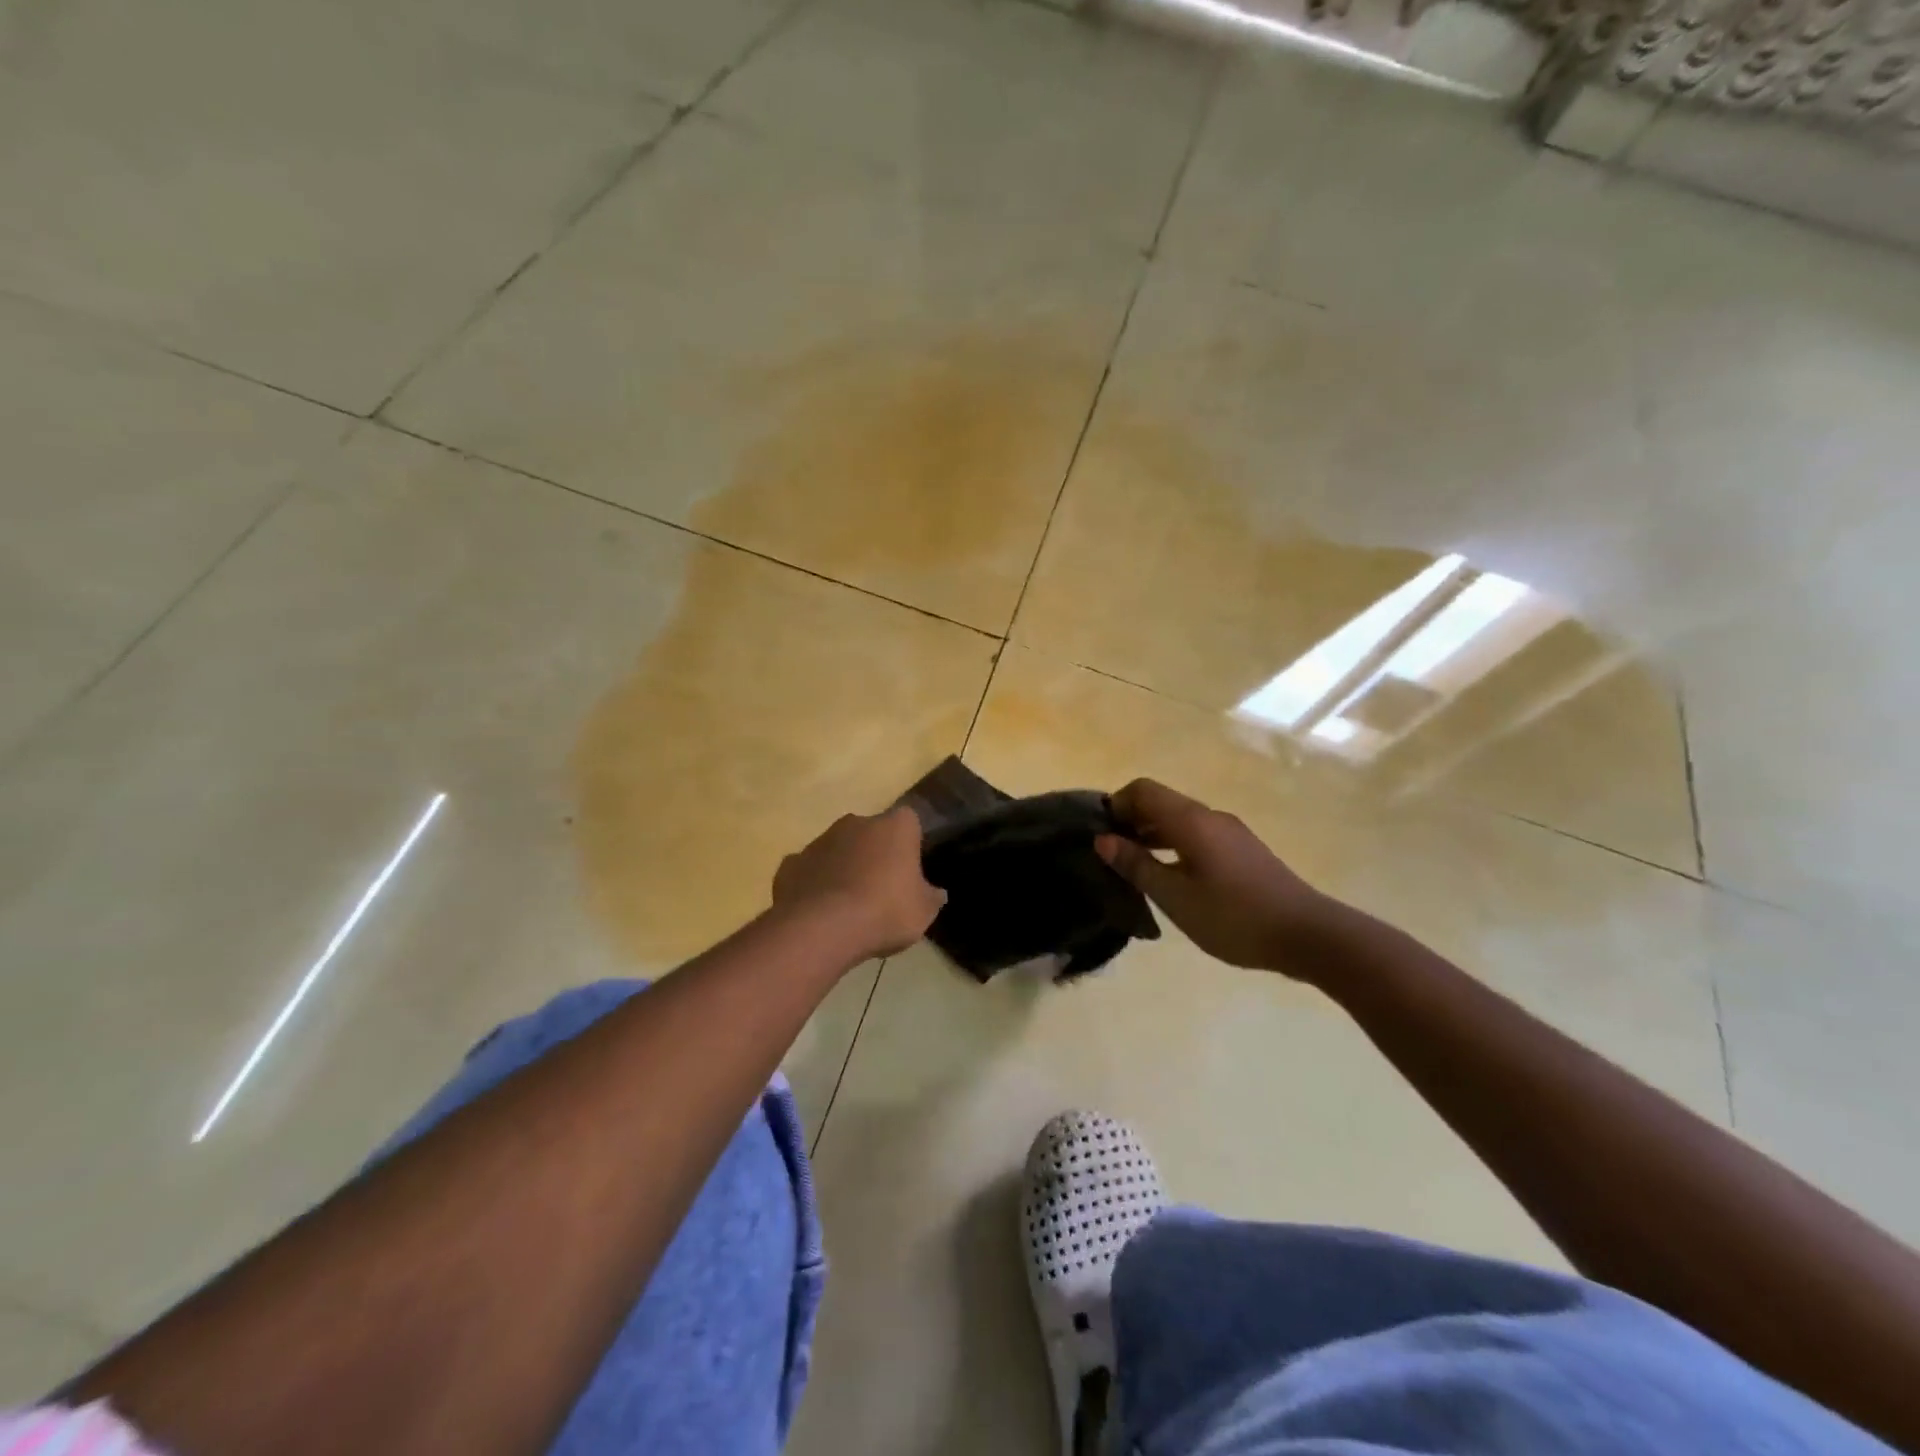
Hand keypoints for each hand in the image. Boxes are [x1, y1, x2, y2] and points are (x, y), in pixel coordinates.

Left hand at [773, 807, 946, 960]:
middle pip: (870, 833)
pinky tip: (819, 911)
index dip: (910, 844)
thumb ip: (931, 897)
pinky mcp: (791, 863)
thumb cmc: (884, 911)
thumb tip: (937, 893)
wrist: (822, 928)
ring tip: (848, 906)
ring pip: (838, 849)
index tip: (910, 870)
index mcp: (894, 827)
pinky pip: (809, 870)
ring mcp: (820, 840)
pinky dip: (814, 884)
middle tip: (881, 889)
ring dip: (843, 868)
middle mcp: (856, 823)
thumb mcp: (923, 912)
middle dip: (875, 854)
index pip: (909, 822)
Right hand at [1095, 779, 1331, 973]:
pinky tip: (1172, 877)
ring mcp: (1230, 832)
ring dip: (1153, 834)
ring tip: (1136, 868)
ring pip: (1180, 819)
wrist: (1307, 934)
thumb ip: (1137, 865)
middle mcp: (1210, 816)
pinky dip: (1175, 844)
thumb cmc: (1233, 917)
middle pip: (1162, 802)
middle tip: (1112, 855)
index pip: (1143, 790)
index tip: (1101, 834)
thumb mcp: (1175, 897)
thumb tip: (1103, 840)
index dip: (1116, 804)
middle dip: (1132, 820)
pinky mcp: (1243, 850)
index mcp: (1191, 820)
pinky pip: (1198, 834)